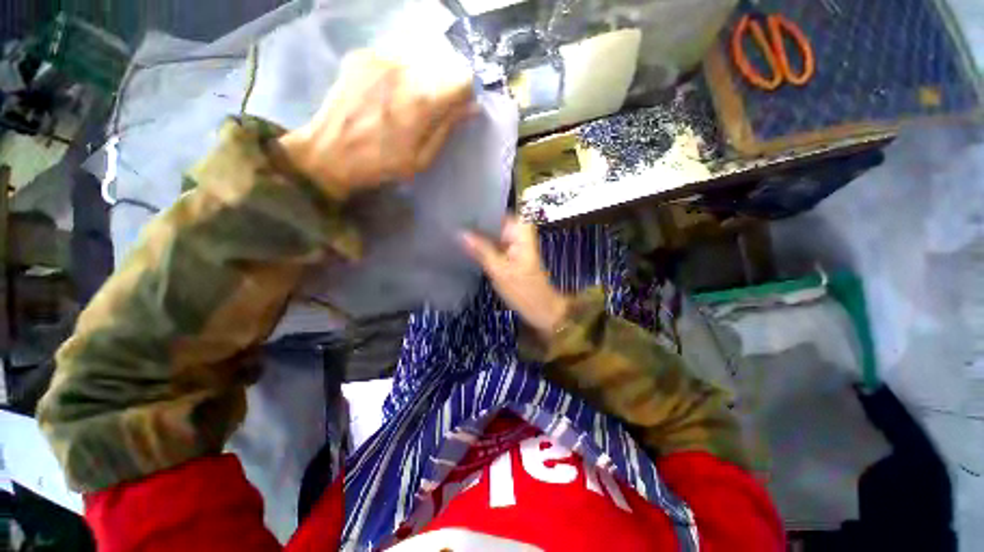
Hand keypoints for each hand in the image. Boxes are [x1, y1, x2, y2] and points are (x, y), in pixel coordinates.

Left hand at [278, 50, 474, 198]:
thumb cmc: (381, 164)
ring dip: (420, 77)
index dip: (463, 95)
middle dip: (441, 86)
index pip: (462, 79)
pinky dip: (398, 72)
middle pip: (441, 66)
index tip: (456, 108)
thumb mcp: (421, 159)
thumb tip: (472, 108)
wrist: (330, 154)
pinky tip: (385, 92)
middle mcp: (404, 70)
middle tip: (427, 110)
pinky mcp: (361, 55)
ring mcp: (379, 58)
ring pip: (418, 58)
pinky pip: (394, 56)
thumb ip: (447, 129)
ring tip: (404, 102)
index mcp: (422, 101)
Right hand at [460, 217, 568, 339]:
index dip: (476, 212)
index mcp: (520, 229)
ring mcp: (514, 242)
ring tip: (454, 232)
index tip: (456, 213)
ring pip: (491, 233)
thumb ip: (480, 249)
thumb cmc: (524, 290)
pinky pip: (493, 243)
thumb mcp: (499, 270)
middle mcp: (518, 231)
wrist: (541, 308)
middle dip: (474, 224)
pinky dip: (482, 245)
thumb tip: (459, 233)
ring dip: (476, 235)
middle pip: (492, 221)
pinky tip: (465, 244)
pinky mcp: (510, 253)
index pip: (495, 212)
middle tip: (450, 223)